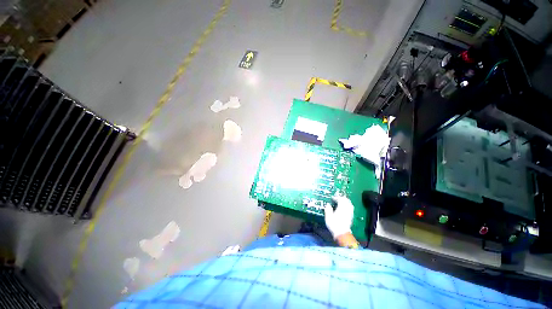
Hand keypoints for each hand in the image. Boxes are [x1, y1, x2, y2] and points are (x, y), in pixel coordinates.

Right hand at [324, 195, 353, 238]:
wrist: (342, 232)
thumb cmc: (334, 224)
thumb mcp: (328, 217)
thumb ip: (328, 209)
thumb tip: (328, 205)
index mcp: (342, 206)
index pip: (340, 199)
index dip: (336, 198)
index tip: (332, 198)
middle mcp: (347, 207)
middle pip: (346, 200)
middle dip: (342, 198)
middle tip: (337, 199)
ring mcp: (351, 211)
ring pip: (349, 203)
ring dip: (345, 201)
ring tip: (341, 203)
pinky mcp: (351, 215)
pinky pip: (350, 207)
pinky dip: (347, 206)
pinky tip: (344, 208)